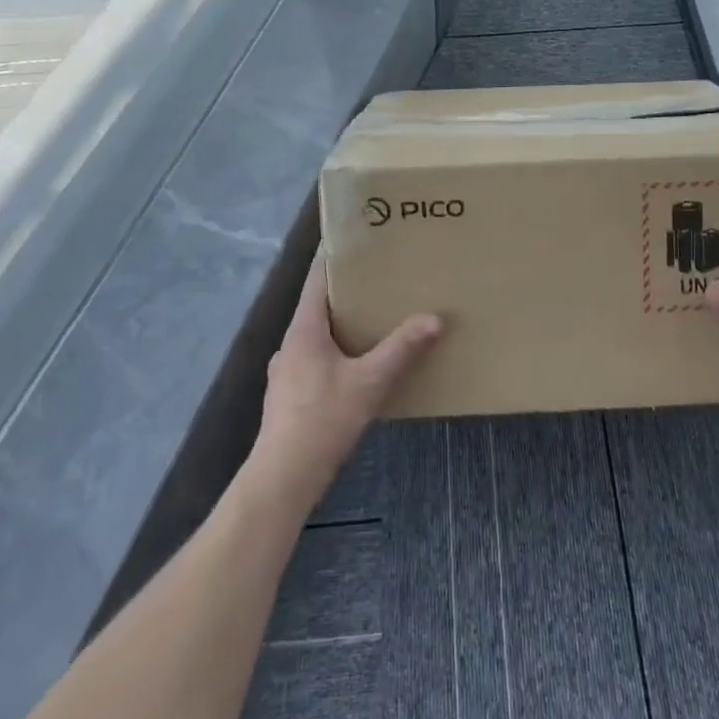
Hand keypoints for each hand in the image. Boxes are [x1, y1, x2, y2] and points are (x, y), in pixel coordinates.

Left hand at [251, 249, 441, 507]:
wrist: (283, 478)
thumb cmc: (323, 419)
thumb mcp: (370, 382)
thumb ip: (402, 349)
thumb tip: (435, 318)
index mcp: (304, 329)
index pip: (316, 279)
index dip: (333, 258)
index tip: (354, 240)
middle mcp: (291, 344)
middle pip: (318, 306)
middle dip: (346, 293)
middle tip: (378, 280)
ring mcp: (286, 372)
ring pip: (316, 336)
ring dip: (341, 326)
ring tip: (372, 322)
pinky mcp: (289, 396)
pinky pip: (315, 360)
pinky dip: (335, 353)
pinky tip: (356, 367)